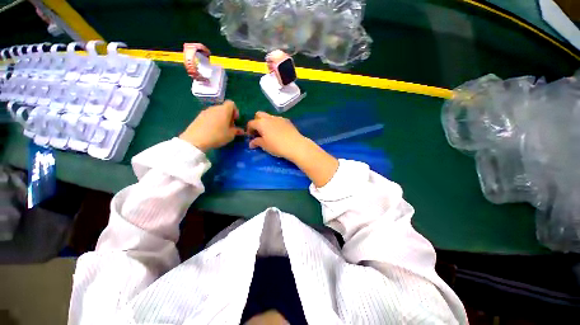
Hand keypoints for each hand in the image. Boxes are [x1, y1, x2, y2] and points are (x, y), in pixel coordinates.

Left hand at [180, 100, 243, 151]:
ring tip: (221, 129)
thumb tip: (241, 130)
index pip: (231, 104)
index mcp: (224, 110)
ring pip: (216, 112)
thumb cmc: (217, 135)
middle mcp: (214, 108)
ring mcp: (205, 111)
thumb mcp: (230, 135)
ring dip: (220, 119)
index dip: (235, 111)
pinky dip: (213, 121)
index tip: (235, 120)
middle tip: (229, 127)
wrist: (196, 140)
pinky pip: (209, 116)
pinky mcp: (198, 117)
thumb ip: (236, 131)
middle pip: (224, 108)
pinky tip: (212, 130)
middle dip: (228, 116)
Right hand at [246, 111, 307, 160]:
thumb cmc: (277, 146)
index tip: (251, 137)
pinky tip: (279, 132)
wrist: (295, 145)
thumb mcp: (265, 146)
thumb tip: (251, 143)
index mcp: (261, 123)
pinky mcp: (287, 121)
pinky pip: (278, 120)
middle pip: (259, 114)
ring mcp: (279, 118)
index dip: (249, 130)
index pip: (251, 123)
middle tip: (259, 132)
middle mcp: (269, 118)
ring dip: (266, 122)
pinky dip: (275, 124)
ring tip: (269, 132)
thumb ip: (256, 142)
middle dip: (257, 121)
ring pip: (269, 116)